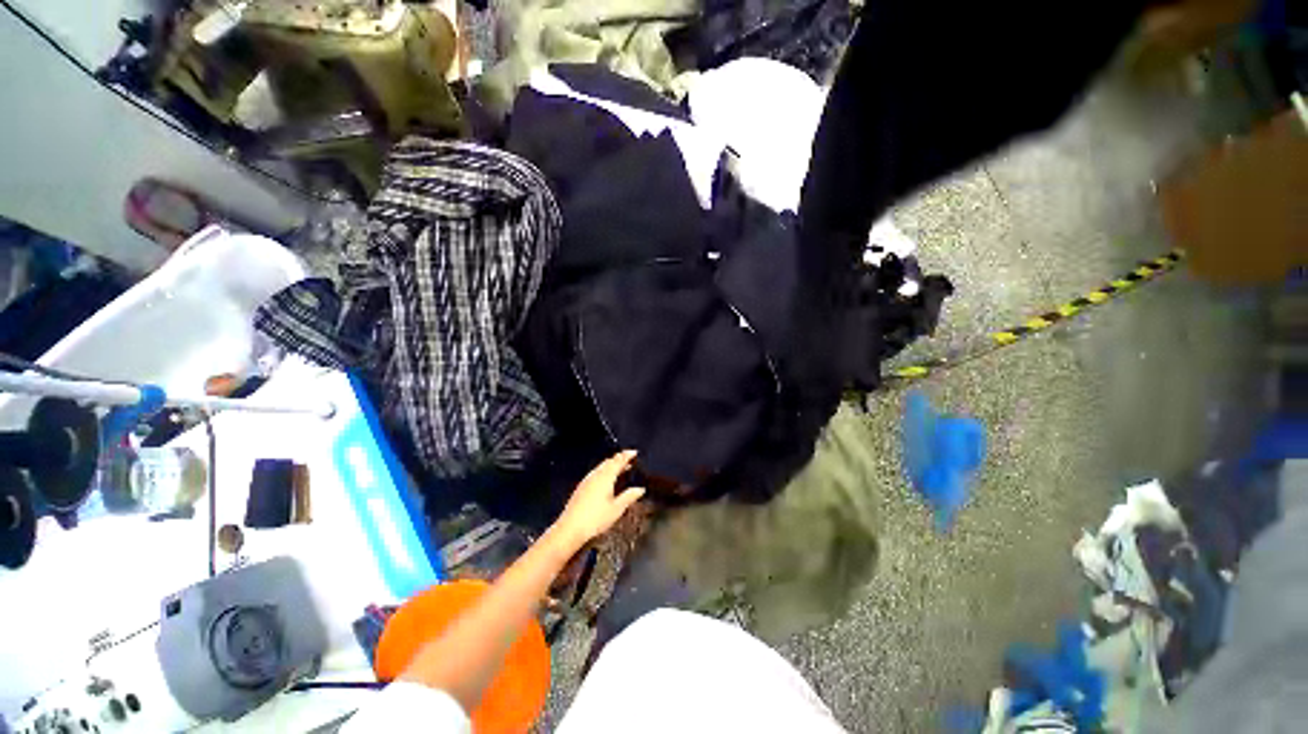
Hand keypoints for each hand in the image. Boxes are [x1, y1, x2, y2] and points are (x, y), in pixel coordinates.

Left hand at [549, 451, 645, 550]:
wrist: (570, 528)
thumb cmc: (596, 518)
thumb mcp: (616, 509)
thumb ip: (629, 496)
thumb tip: (640, 489)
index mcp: (605, 477)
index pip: (618, 461)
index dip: (627, 455)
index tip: (634, 452)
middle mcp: (596, 475)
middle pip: (608, 462)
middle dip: (619, 459)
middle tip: (629, 460)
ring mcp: (587, 480)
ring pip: (601, 467)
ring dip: (611, 465)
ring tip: (620, 469)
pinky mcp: (581, 487)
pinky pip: (596, 473)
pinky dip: (604, 471)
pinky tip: (606, 480)